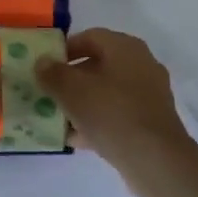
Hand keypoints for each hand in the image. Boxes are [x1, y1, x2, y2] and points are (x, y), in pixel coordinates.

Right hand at [35, 29, 195, 172]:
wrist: (155, 159)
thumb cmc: (111, 113)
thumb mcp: (71, 90)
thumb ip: (52, 73)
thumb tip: (42, 62)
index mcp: (125, 48)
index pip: (90, 37)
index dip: (64, 49)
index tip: (45, 66)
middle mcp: (141, 65)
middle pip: (98, 65)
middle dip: (71, 79)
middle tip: (49, 93)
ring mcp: (149, 94)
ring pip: (107, 92)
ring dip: (82, 103)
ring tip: (59, 118)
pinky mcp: (150, 121)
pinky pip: (117, 114)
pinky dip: (97, 121)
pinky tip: (77, 138)